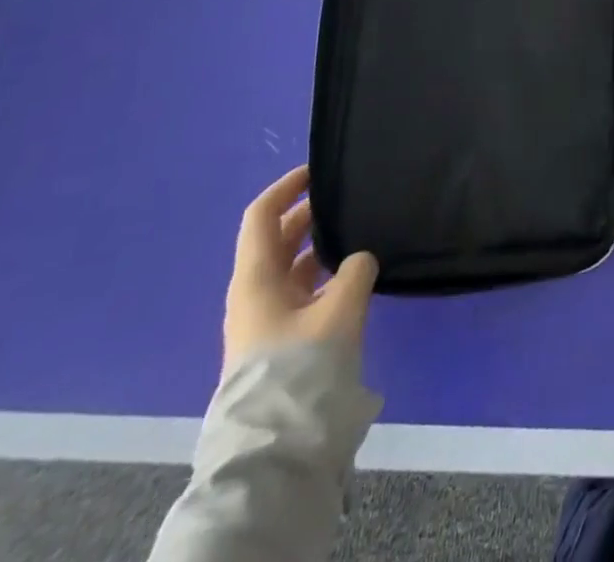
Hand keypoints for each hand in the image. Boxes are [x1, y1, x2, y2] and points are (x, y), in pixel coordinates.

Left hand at [223, 165, 378, 377]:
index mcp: (255, 278)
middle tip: (349, 199)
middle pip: (277, 240)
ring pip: (292, 268)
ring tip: (359, 233)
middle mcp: (254, 294)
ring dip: (320, 247)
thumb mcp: (339, 308)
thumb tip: (359, 259)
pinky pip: (302, 293)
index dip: (286, 187)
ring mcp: (265, 321)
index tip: (318, 170)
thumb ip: (355, 269)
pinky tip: (355, 276)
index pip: (261, 216)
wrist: (277, 444)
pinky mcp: (281, 343)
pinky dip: (325, 276)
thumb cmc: (301, 364)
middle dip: (309, 215)